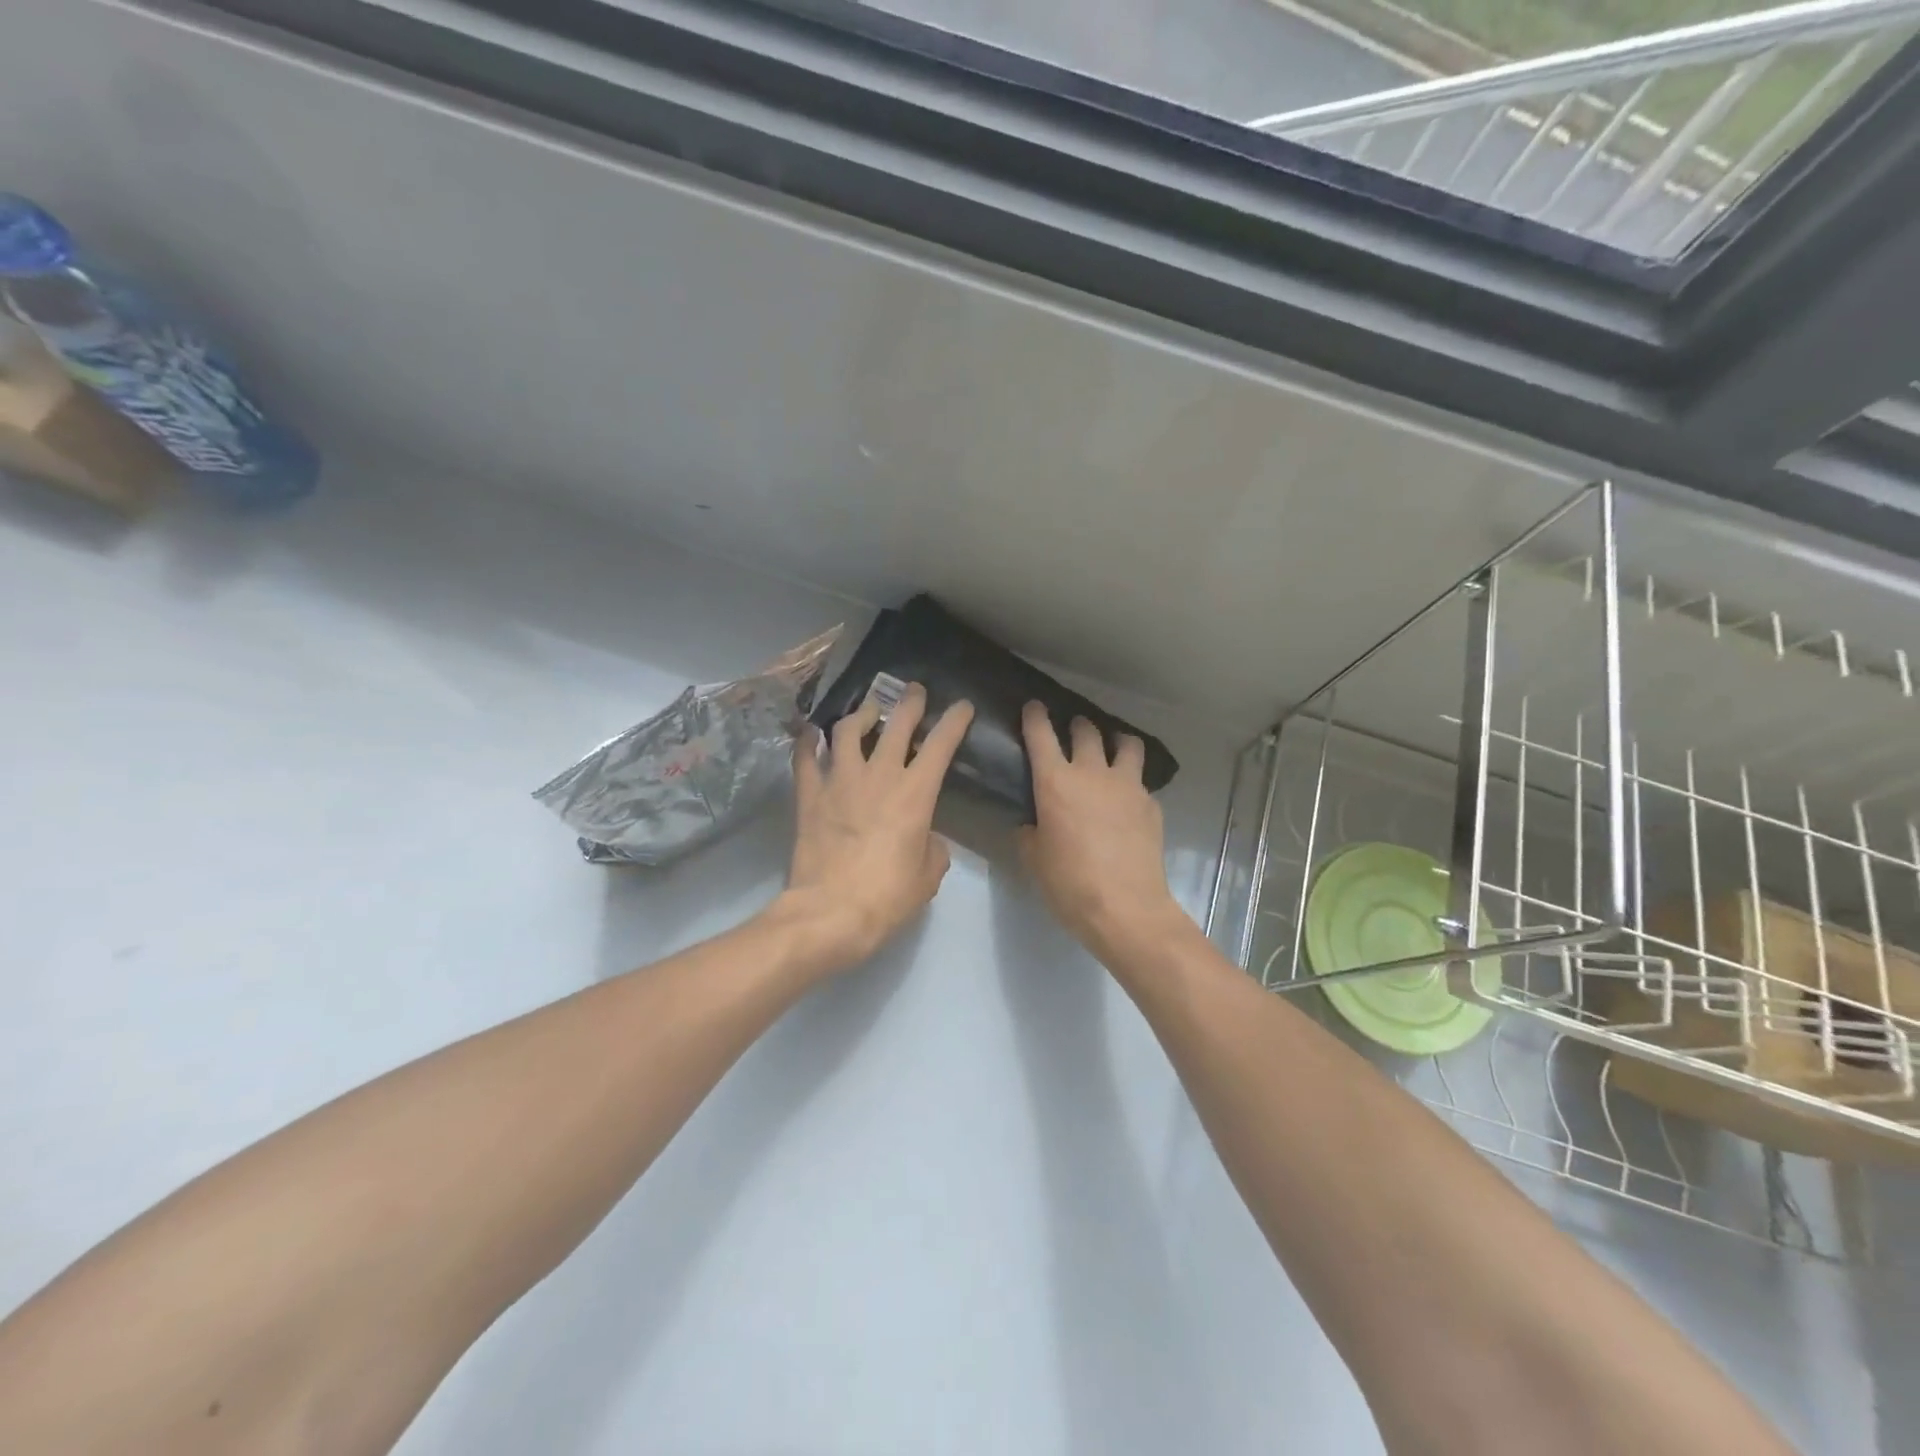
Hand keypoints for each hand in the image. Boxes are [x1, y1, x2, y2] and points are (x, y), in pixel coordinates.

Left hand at [775, 683, 974, 971]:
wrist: (830, 912)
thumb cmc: (887, 896)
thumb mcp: (928, 875)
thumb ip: (932, 846)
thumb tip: (924, 836)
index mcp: (915, 793)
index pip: (941, 744)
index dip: (954, 720)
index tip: (962, 706)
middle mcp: (878, 775)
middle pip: (895, 723)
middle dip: (909, 702)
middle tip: (913, 691)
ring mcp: (839, 780)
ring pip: (848, 730)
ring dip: (861, 714)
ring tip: (867, 711)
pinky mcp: (808, 795)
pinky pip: (805, 757)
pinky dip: (809, 742)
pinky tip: (811, 733)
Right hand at [1018, 702, 1189, 962]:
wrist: (1126, 908)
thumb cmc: (1069, 884)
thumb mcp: (1034, 859)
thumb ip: (1030, 831)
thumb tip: (1033, 822)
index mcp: (1055, 782)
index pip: (1041, 734)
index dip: (1035, 716)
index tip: (1034, 706)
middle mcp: (1093, 773)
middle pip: (1087, 731)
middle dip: (1077, 725)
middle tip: (1073, 730)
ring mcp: (1128, 786)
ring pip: (1127, 744)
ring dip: (1116, 741)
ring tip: (1112, 749)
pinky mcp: (1151, 804)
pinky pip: (1140, 782)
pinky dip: (1131, 783)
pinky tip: (1126, 802)